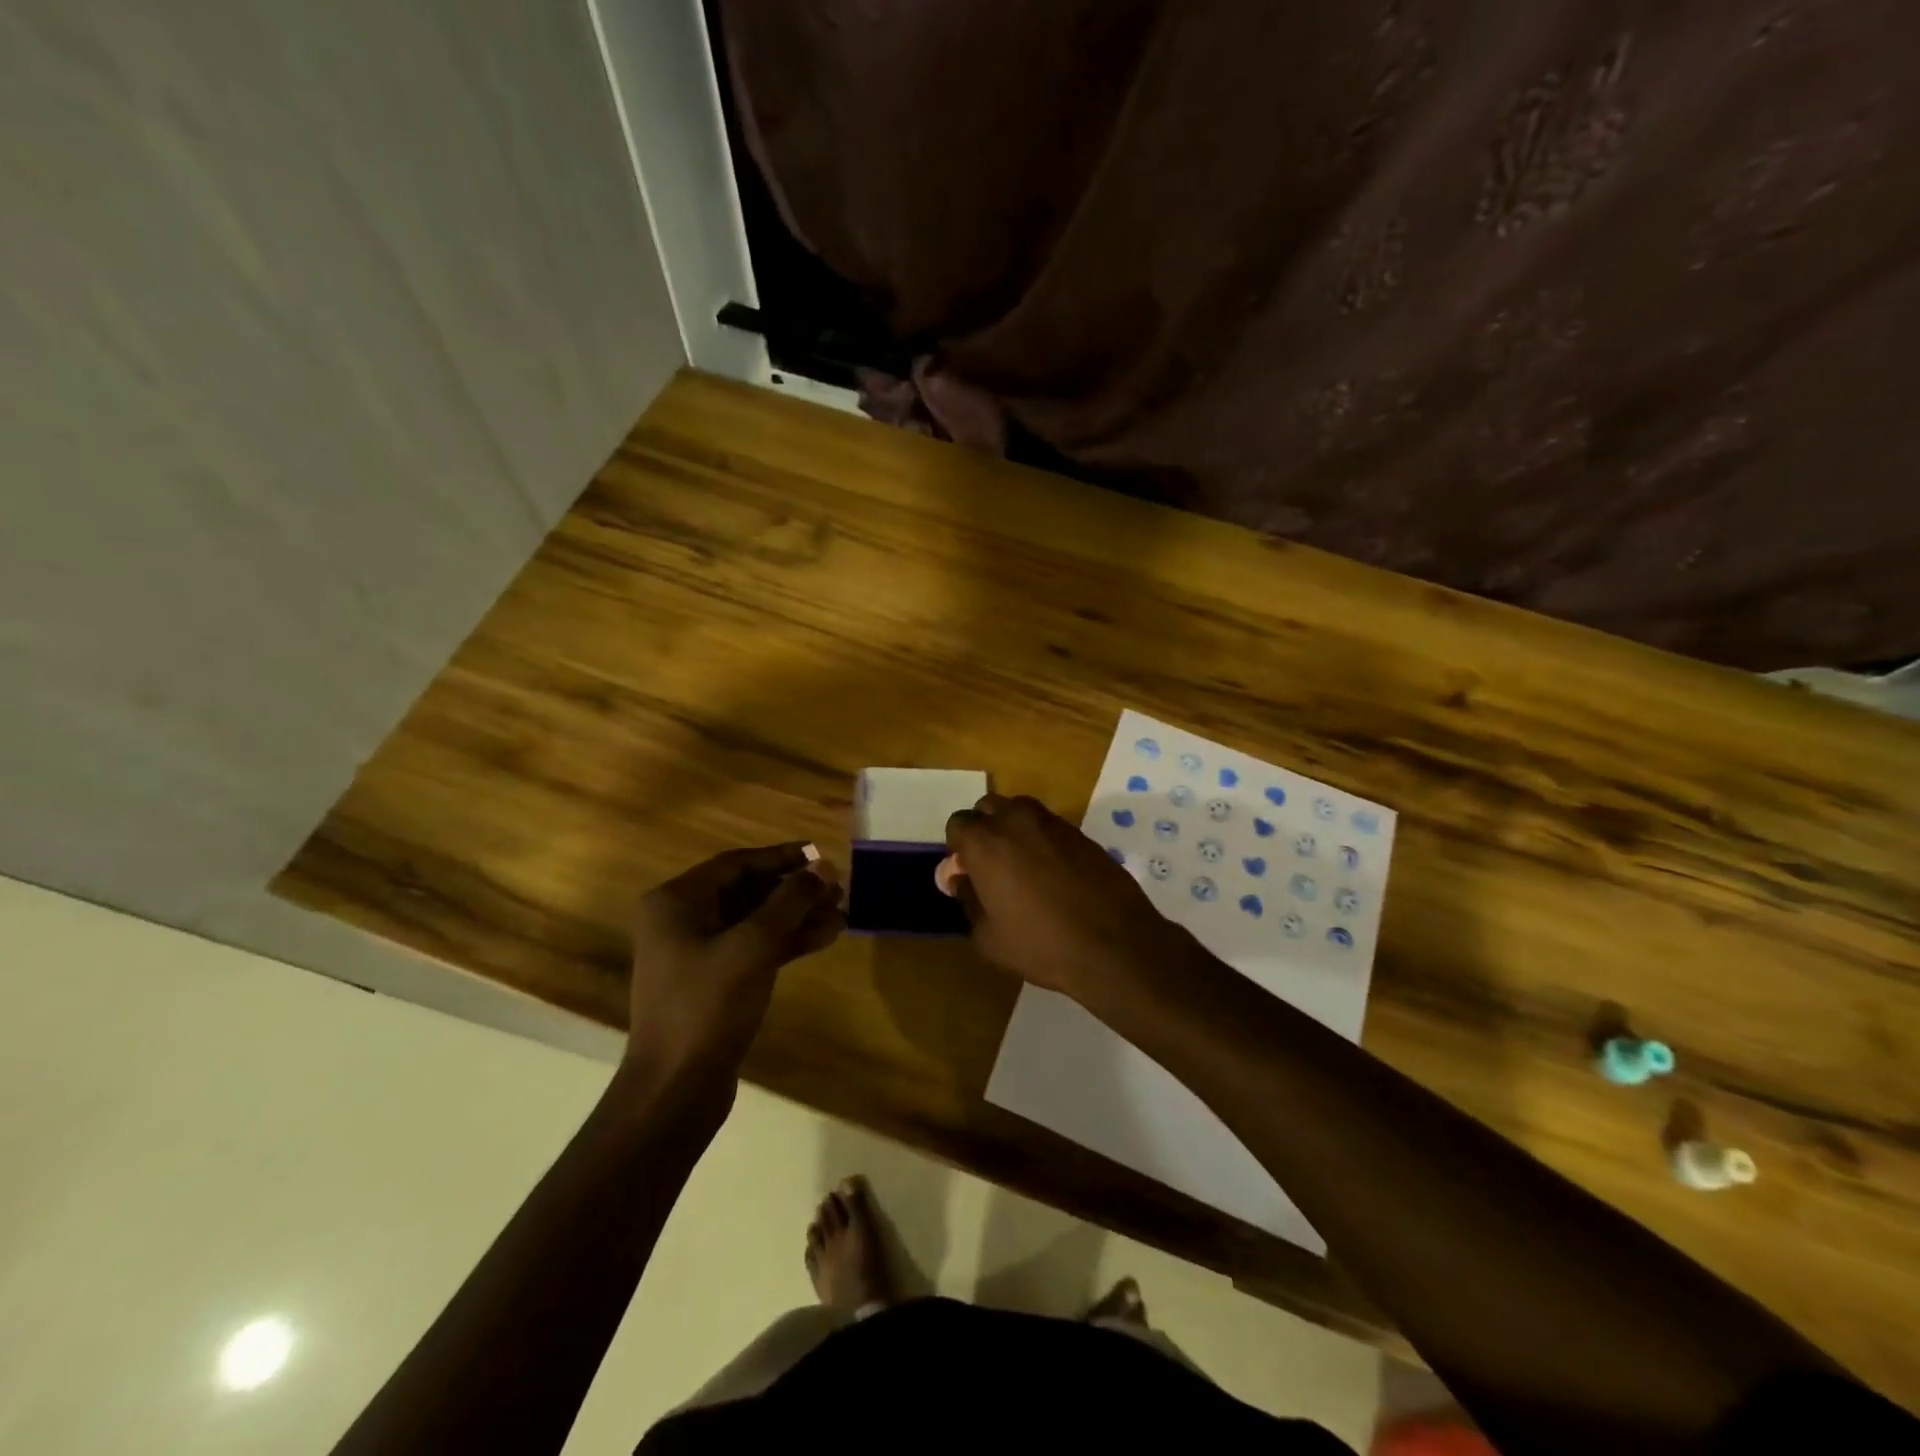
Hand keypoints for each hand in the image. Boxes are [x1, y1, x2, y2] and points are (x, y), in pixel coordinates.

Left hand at [624, 844, 843, 1089]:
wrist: (675, 1089)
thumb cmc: (708, 1006)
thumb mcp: (753, 946)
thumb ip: (791, 901)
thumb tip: (824, 866)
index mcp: (677, 902)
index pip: (738, 864)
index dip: (783, 857)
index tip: (821, 855)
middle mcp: (682, 920)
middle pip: (749, 891)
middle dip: (795, 890)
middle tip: (839, 890)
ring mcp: (697, 952)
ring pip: (756, 921)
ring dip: (797, 917)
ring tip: (841, 915)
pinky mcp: (714, 981)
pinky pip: (755, 948)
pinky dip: (787, 942)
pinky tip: (824, 938)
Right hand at [941, 795, 1199, 1008]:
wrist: (1114, 944)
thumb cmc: (1041, 944)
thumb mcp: (988, 936)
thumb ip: (967, 899)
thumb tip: (959, 879)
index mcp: (985, 842)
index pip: (957, 825)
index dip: (958, 849)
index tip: (967, 874)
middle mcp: (1016, 820)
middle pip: (987, 808)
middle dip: (984, 830)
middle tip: (991, 867)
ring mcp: (1052, 822)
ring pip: (1020, 811)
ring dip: (1013, 830)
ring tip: (1022, 867)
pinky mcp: (1081, 832)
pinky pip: (1049, 826)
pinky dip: (1042, 840)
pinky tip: (1052, 873)